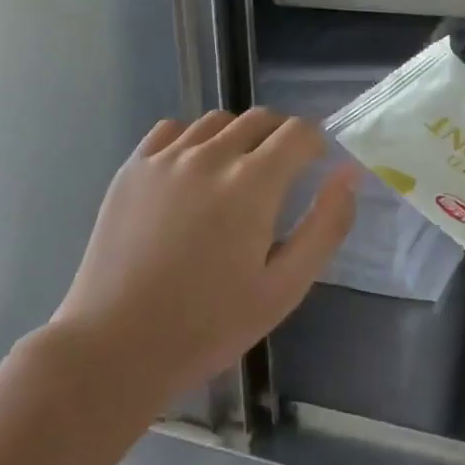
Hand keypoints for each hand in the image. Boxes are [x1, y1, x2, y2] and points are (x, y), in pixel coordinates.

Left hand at [51, 109, 355, 409]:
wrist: (116, 346)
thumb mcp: (285, 287)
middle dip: (281, 136)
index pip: (298, 132)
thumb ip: (325, 226)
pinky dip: (193, 139)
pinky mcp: (133, 167)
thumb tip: (348, 173)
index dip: (315, 143)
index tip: (313, 166)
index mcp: (253, 182)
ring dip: (238, 135)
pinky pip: (173, 129)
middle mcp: (211, 155)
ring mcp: (166, 157)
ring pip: (217, 120)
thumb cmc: (209, 324)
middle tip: (280, 174)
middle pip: (260, 118)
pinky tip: (191, 172)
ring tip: (235, 173)